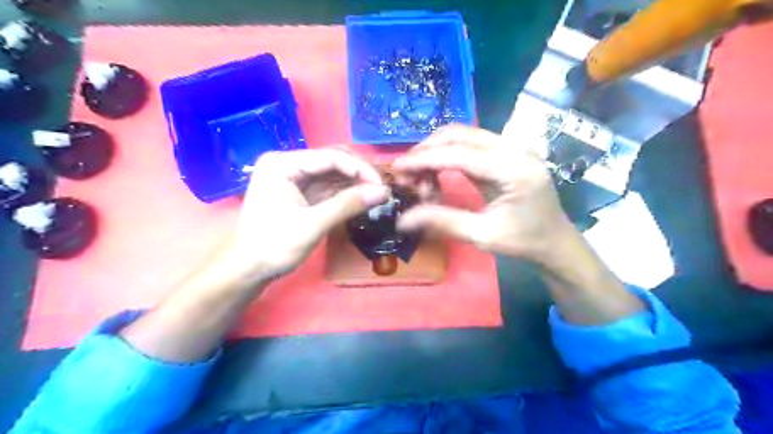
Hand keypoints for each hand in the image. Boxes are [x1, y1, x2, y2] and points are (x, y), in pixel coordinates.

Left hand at [217, 149, 389, 281]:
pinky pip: (326, 187)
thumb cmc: (274, 246)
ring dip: (353, 184)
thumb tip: (384, 192)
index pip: (329, 157)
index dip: (359, 169)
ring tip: (376, 195)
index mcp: (282, 164)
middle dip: (358, 175)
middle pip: (331, 162)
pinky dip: (344, 193)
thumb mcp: (313, 224)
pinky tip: (360, 199)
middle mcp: (287, 164)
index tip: (382, 185)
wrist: (249, 270)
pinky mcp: (298, 192)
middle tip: (381, 190)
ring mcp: (292, 178)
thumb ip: (348, 205)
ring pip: (331, 174)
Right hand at [392, 123, 572, 265]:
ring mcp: (512, 146)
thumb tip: (402, 220)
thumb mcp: (482, 235)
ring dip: (436, 150)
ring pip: (463, 135)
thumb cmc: (524, 241)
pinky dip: (448, 154)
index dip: (424, 159)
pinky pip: (470, 144)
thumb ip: (442, 221)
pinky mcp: (506, 151)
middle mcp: (514, 147)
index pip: (459, 153)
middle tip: (406, 174)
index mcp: (514, 168)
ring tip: (419, 176)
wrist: (555, 241)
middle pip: (459, 134)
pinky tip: (436, 172)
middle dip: (427, 151)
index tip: (397, 168)